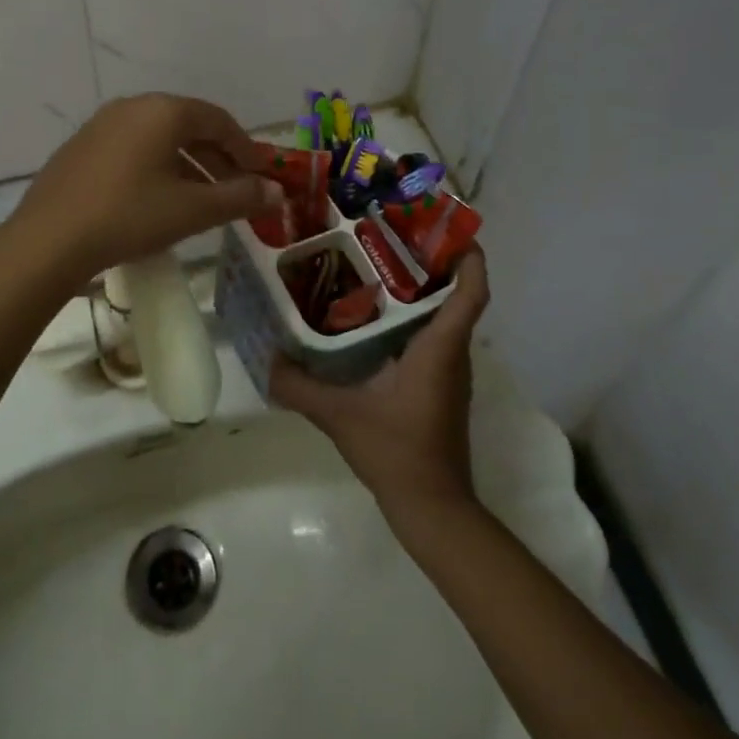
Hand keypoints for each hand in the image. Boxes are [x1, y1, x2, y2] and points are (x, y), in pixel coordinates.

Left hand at [9, 95, 280, 283]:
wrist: (48, 239)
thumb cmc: (129, 216)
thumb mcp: (191, 210)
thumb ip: (239, 198)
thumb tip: (277, 192)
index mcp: (163, 111)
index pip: (218, 120)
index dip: (245, 148)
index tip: (260, 176)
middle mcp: (133, 106)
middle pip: (188, 126)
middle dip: (217, 158)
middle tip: (235, 191)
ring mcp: (102, 124)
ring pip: (159, 138)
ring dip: (187, 164)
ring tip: (201, 199)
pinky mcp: (81, 146)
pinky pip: (132, 148)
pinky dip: (156, 167)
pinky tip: (157, 199)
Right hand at [271, 250, 491, 517]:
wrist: (433, 509)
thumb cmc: (397, 451)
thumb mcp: (340, 416)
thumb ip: (300, 387)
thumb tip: (267, 360)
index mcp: (439, 348)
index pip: (471, 293)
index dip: (469, 258)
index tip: (448, 228)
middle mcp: (451, 354)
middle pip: (455, 295)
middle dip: (432, 262)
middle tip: (391, 235)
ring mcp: (448, 372)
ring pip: (444, 317)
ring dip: (422, 290)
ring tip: (377, 266)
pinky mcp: (439, 388)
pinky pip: (433, 337)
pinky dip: (413, 318)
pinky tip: (374, 318)